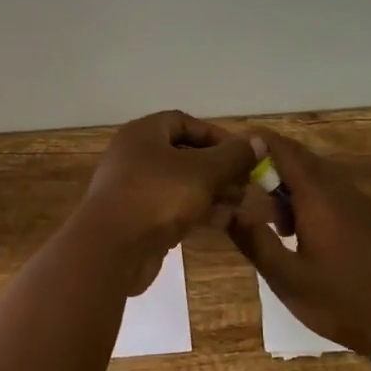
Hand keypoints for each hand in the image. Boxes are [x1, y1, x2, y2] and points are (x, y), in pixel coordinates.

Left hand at [77, 111, 255, 293]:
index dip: (215, 135)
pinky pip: (172, 209)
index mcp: (144, 134)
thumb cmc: (158, 196)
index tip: (242, 154)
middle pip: (184, 155)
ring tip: (241, 205)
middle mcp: (135, 157)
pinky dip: (197, 212)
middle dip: (218, 169)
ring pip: (181, 185)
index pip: (183, 122)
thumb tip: (257, 141)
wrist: (112, 248)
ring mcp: (134, 190)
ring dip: (212, 193)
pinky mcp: (138, 220)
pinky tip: (223, 222)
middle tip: (246, 184)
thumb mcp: (203, 171)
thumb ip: (233, 156)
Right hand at [228, 129, 370, 358]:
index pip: (282, 150)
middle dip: (267, 162)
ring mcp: (357, 203)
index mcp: (318, 196)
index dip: (255, 142)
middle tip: (238, 180)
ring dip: (287, 182)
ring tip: (263, 210)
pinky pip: (330, 191)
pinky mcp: (367, 219)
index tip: (229, 146)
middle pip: (299, 158)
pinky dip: (306, 196)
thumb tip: (226, 210)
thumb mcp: (287, 278)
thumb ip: (254, 240)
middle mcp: (339, 189)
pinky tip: (295, 227)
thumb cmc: (340, 300)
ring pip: (316, 175)